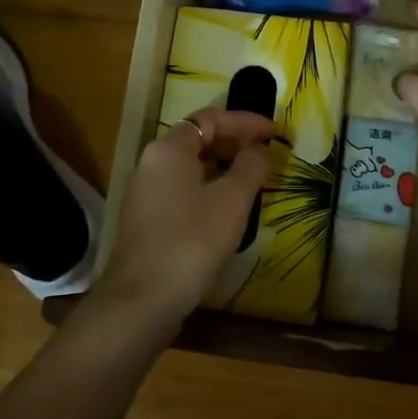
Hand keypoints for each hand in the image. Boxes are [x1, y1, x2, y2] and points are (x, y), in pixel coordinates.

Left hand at [94, 108, 275, 329]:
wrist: (142, 299)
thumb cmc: (191, 240)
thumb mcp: (232, 200)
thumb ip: (251, 167)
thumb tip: (259, 150)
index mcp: (169, 149)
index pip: (210, 119)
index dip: (245, 122)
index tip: (275, 132)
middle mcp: (152, 164)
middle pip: (198, 141)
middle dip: (235, 145)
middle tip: (267, 156)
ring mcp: (146, 194)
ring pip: (191, 169)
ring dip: (224, 170)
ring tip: (255, 182)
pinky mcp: (148, 222)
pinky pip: (184, 193)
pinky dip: (210, 192)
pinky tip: (230, 212)